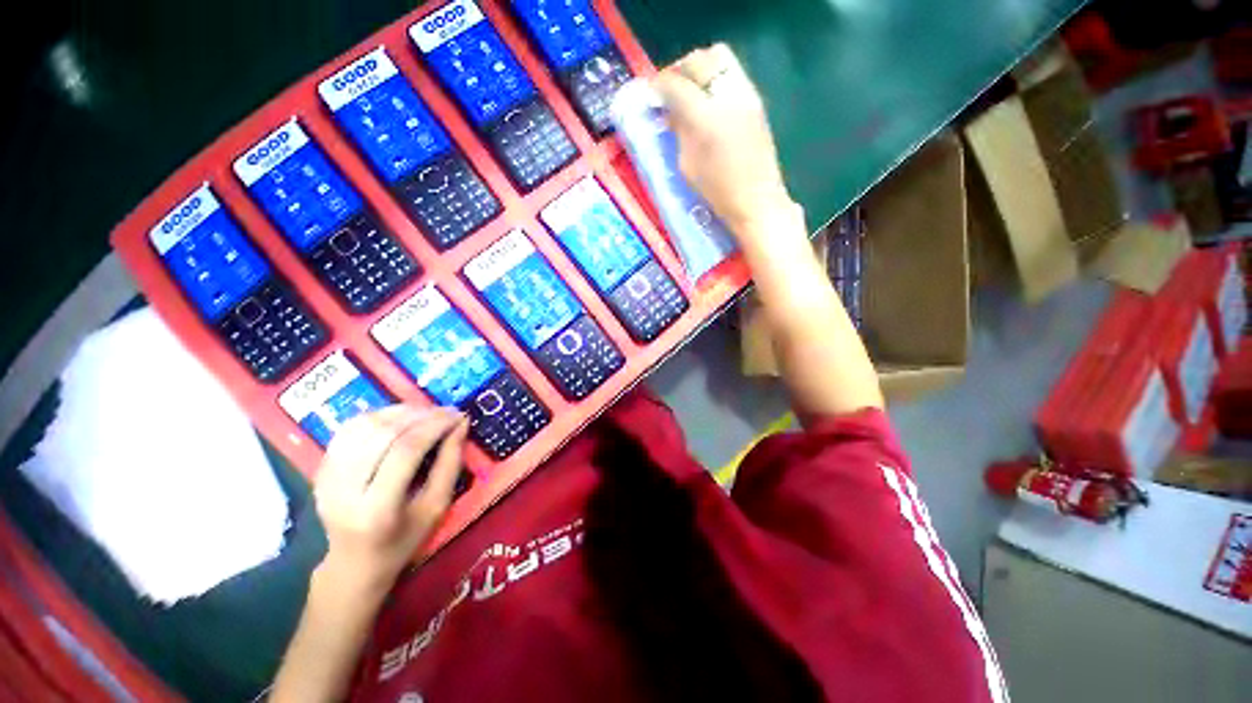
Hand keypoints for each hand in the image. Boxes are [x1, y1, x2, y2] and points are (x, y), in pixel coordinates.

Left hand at [312, 405, 469, 600]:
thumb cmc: (403, 540)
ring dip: (399, 411)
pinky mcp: (320, 469)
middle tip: (445, 411)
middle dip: (420, 415)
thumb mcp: (437, 507)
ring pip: (363, 426)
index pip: (406, 451)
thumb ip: (450, 464)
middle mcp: (344, 490)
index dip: (434, 425)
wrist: (353, 563)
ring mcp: (326, 478)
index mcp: (376, 509)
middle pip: (382, 434)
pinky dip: (378, 416)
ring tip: (425, 412)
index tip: (458, 415)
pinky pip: (348, 429)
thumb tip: (460, 424)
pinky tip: (399, 418)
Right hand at [655, 44, 796, 240]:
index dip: (660, 84)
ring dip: (699, 68)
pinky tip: (708, 101)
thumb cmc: (717, 191)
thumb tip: (671, 112)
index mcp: (704, 116)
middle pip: (699, 59)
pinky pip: (732, 73)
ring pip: (719, 57)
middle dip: (680, 69)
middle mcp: (726, 95)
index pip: (676, 83)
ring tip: (690, 91)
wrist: (756, 200)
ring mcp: (745, 94)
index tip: (653, 93)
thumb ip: (679, 131)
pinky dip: (715, 79)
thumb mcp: (687, 165)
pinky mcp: (755, 100)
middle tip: (670, 88)